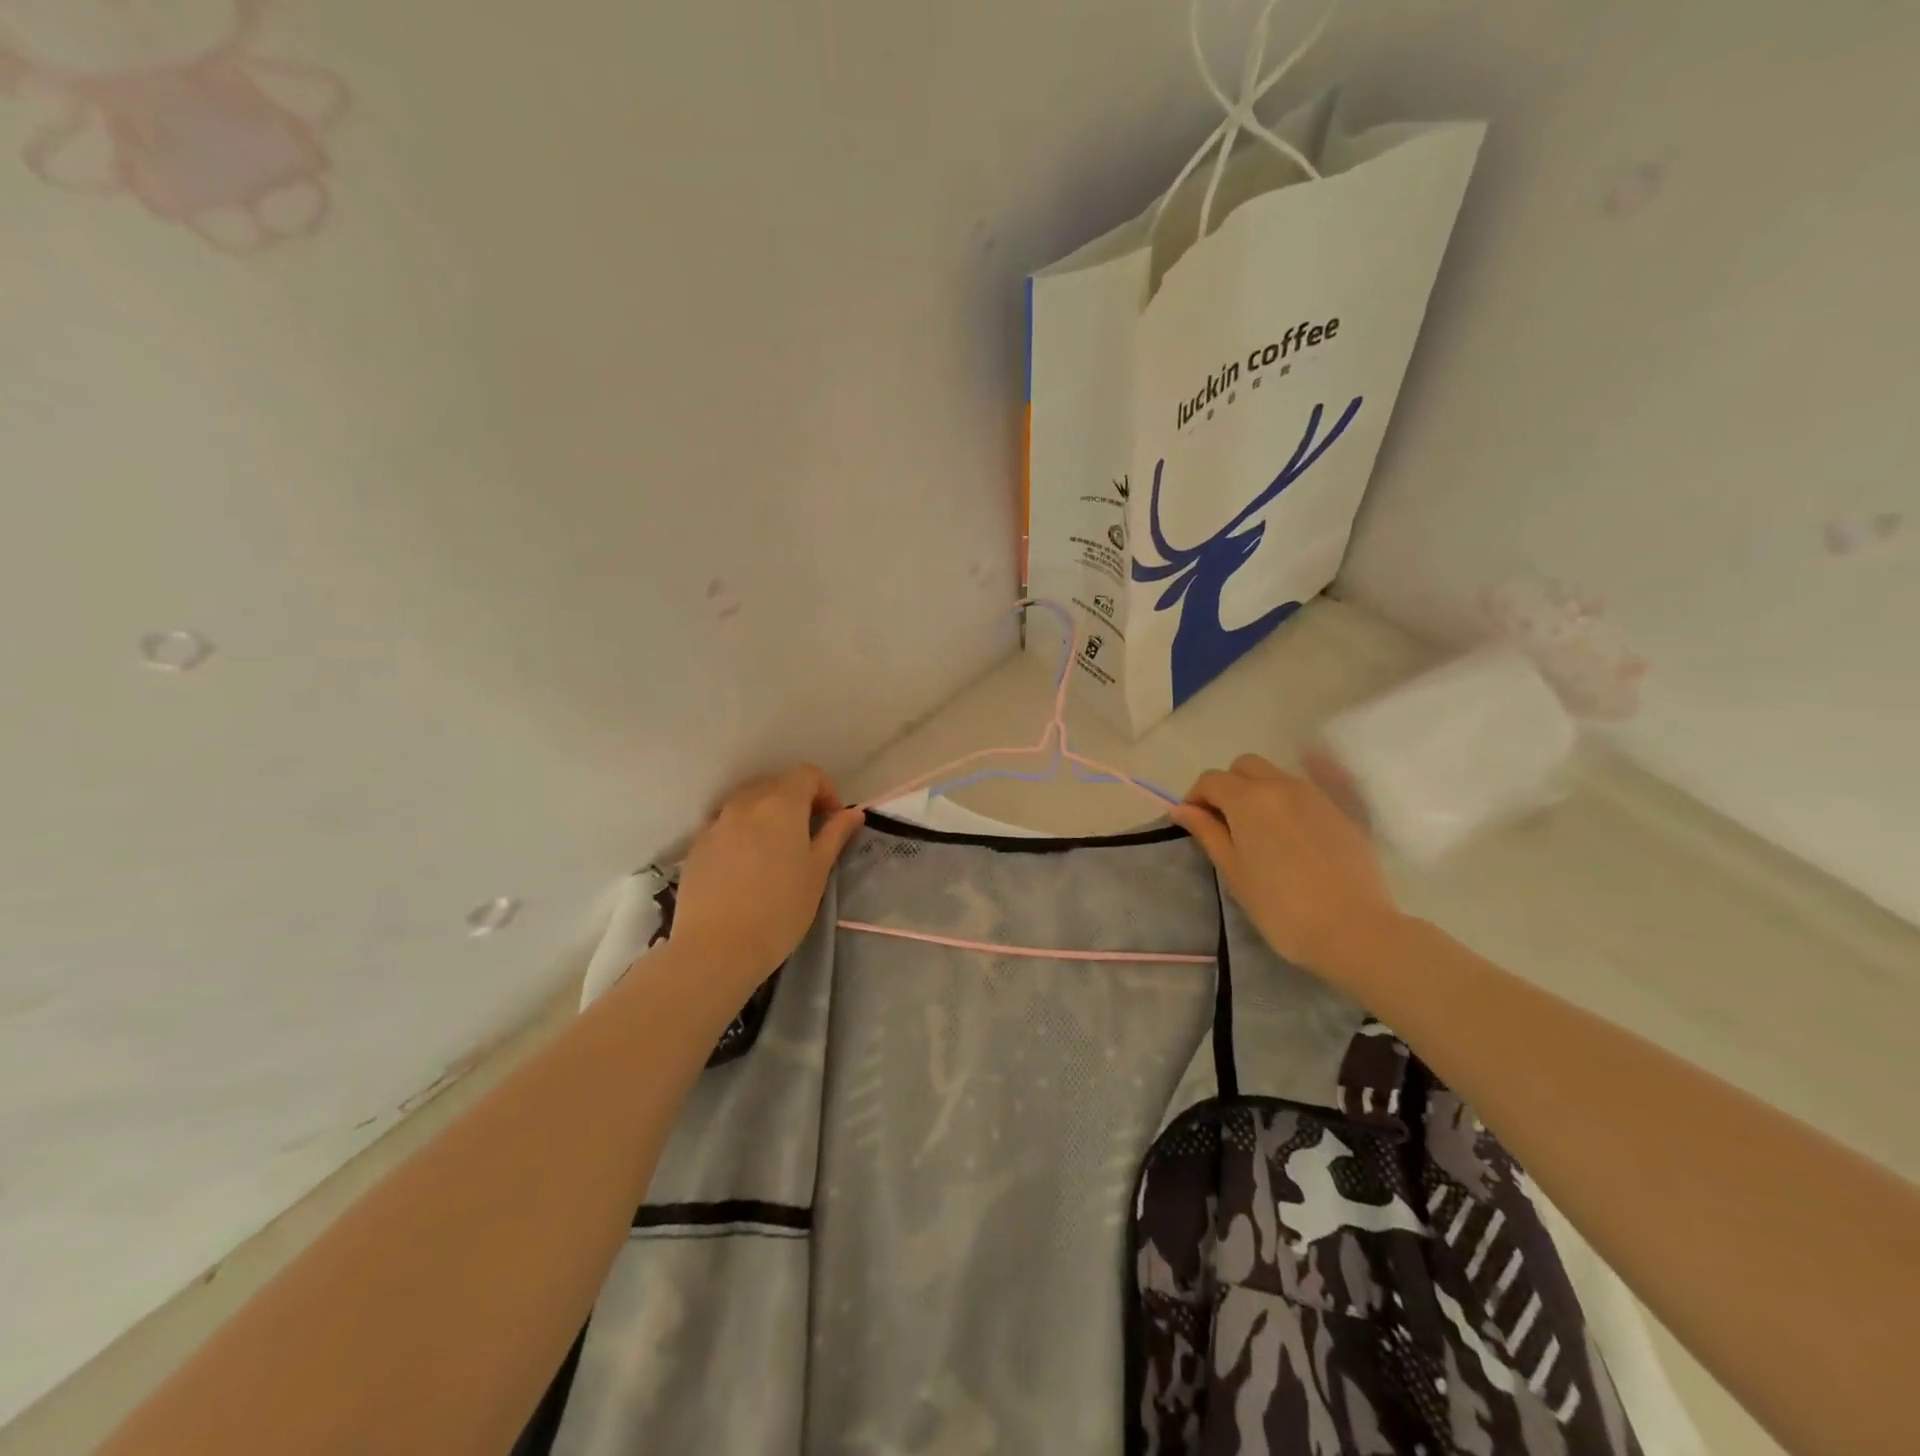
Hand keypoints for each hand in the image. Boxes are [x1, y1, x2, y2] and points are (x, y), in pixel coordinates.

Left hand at [673, 764, 864, 987]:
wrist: (716, 947)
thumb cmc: (780, 909)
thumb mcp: (817, 872)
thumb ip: (834, 835)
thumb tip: (853, 812)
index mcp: (781, 804)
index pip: (806, 774)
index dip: (825, 789)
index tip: (833, 818)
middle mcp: (746, 803)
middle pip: (776, 784)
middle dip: (797, 799)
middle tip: (809, 833)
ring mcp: (716, 822)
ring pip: (748, 801)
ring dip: (768, 813)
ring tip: (777, 848)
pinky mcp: (697, 844)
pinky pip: (726, 823)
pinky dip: (742, 830)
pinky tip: (747, 864)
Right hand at [1170, 753, 1403, 989]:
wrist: (1354, 930)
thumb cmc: (1281, 907)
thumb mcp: (1234, 872)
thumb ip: (1207, 833)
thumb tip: (1181, 809)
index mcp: (1249, 799)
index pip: (1211, 780)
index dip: (1196, 798)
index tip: (1195, 824)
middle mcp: (1281, 786)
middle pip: (1245, 766)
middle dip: (1228, 786)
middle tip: (1225, 823)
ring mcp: (1315, 796)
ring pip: (1276, 776)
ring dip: (1257, 791)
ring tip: (1258, 832)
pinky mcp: (1339, 812)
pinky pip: (1303, 793)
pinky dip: (1286, 803)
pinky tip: (1289, 837)